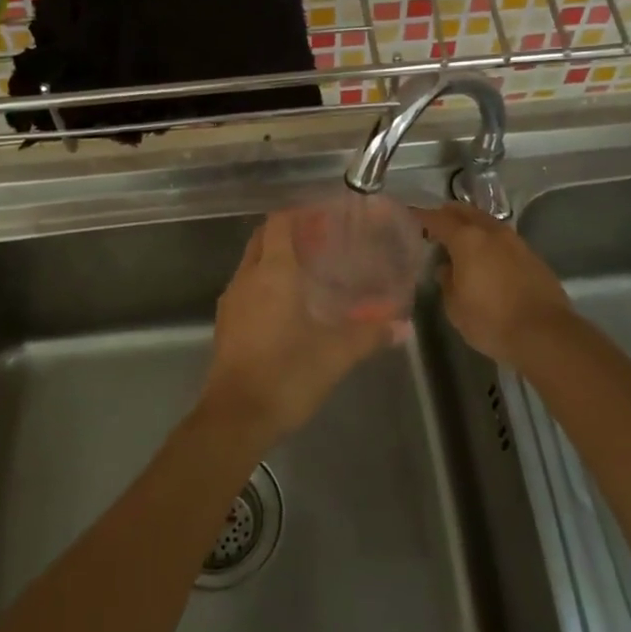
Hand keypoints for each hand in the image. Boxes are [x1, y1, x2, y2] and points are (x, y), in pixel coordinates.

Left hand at [203, 211, 394, 445]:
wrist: (235, 418)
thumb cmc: (286, 375)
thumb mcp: (336, 354)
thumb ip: (370, 334)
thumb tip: (404, 326)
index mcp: (272, 273)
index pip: (280, 222)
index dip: (301, 213)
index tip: (326, 216)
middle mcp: (247, 278)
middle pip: (264, 238)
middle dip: (289, 232)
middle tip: (322, 240)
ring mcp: (232, 301)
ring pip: (252, 263)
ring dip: (276, 257)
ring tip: (310, 269)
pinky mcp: (226, 323)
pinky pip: (247, 287)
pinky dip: (266, 282)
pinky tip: (290, 304)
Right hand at [417, 204, 573, 364]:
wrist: (545, 334)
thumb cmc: (491, 321)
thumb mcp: (455, 307)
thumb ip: (447, 282)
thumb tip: (446, 268)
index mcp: (468, 239)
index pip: (438, 219)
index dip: (421, 217)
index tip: (409, 217)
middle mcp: (492, 232)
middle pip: (465, 212)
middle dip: (448, 215)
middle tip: (434, 226)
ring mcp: (516, 242)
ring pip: (487, 223)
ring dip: (471, 227)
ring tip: (460, 242)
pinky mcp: (533, 257)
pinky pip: (503, 240)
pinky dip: (489, 242)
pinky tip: (486, 259)